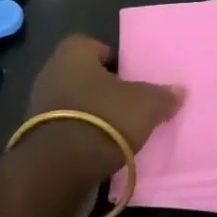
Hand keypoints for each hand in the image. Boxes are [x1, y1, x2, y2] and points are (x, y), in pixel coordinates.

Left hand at [22, 35, 182, 185]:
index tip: (133, 79)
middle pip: (86, 76)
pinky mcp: (37, 136)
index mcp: (73, 52)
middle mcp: (52, 71)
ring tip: (119, 132)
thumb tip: (180, 90)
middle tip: (130, 105)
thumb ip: (162, 96)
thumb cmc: (104, 119)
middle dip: (105, 90)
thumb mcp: (144, 105)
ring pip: (76, 104)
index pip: (97, 47)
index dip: (117, 61)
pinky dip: (82, 136)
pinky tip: (101, 150)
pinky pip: (67, 129)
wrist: (59, 169)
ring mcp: (40, 104)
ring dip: (93, 115)